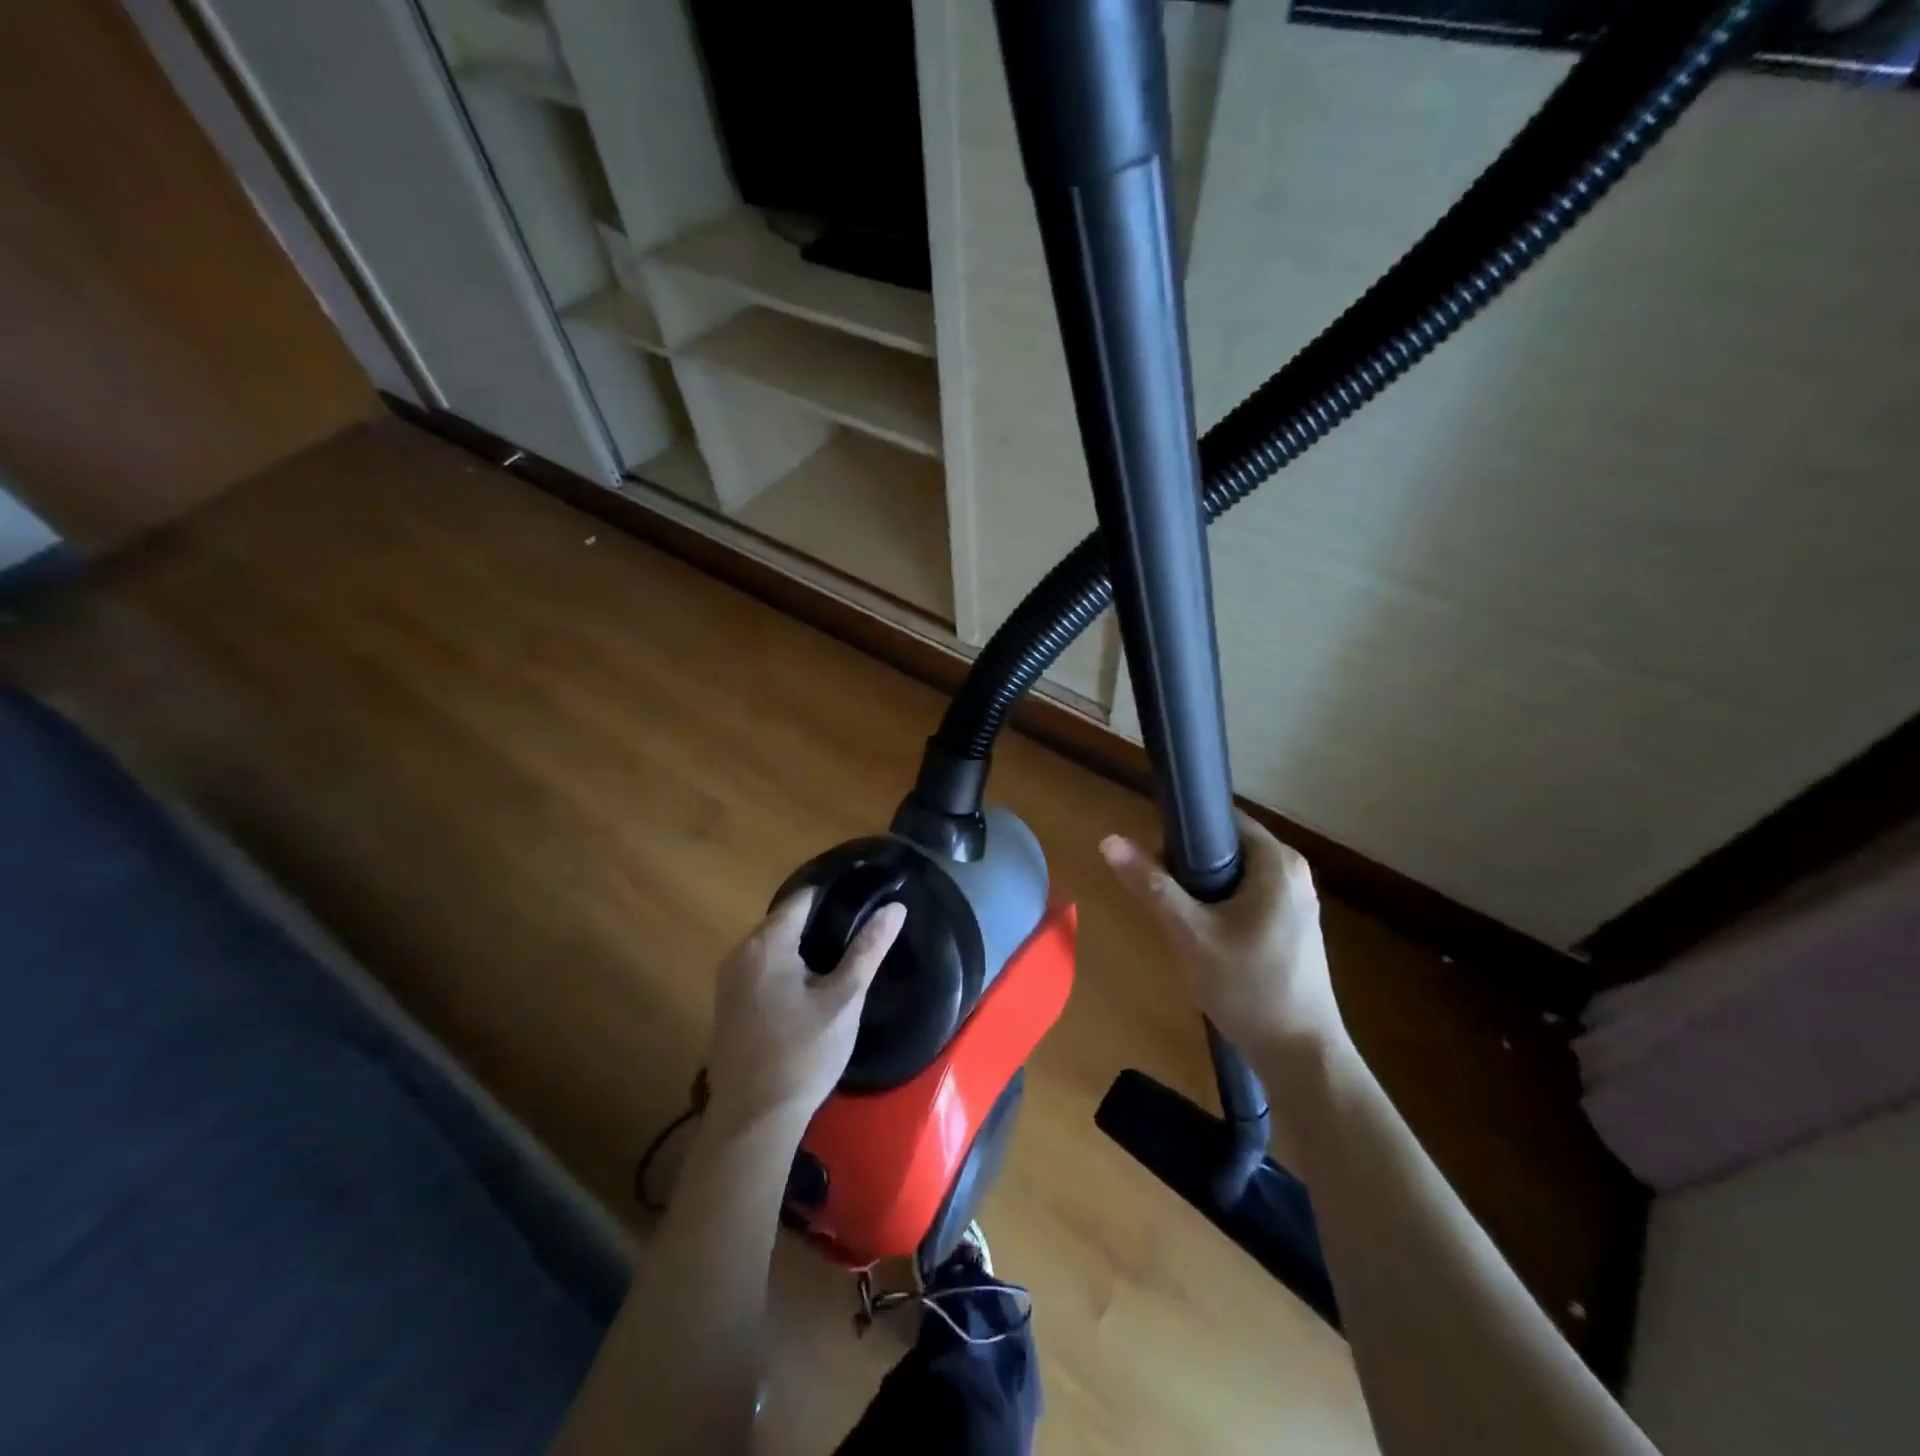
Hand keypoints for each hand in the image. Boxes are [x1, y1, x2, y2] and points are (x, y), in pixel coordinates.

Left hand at [702, 890, 905, 1132]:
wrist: (753, 1121)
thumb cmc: (803, 1055)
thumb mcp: (844, 999)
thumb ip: (868, 949)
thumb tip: (895, 908)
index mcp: (766, 944)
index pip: (804, 898)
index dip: (836, 894)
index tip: (866, 897)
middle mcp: (740, 952)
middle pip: (785, 920)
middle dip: (821, 920)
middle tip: (861, 929)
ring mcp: (729, 980)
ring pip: (773, 945)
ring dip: (803, 945)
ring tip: (843, 954)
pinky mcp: (727, 1004)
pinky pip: (761, 968)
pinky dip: (786, 966)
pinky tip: (810, 986)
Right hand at [1100, 814, 1348, 1064]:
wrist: (1301, 1057)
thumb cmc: (1249, 988)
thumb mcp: (1191, 934)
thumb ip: (1151, 885)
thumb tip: (1109, 841)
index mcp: (1278, 862)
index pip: (1220, 819)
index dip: (1181, 833)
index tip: (1154, 864)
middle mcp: (1293, 872)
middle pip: (1225, 847)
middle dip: (1188, 868)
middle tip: (1164, 902)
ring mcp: (1296, 901)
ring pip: (1233, 875)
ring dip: (1201, 891)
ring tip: (1180, 923)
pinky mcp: (1292, 926)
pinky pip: (1246, 898)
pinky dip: (1220, 908)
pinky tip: (1204, 940)